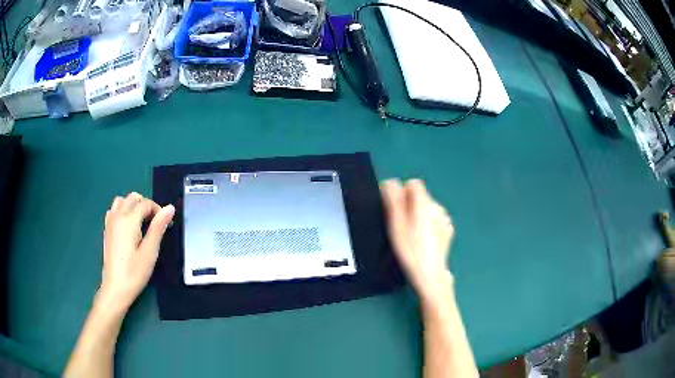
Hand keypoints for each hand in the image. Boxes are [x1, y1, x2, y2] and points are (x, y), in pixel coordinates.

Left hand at [98, 193, 174, 313]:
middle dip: (146, 205)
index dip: (158, 210)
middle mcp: (118, 216)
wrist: (115, 288)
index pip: (145, 203)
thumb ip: (158, 227)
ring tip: (141, 222)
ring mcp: (110, 222)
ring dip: (132, 205)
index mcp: (129, 220)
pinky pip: (114, 210)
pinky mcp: (106, 230)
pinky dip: (122, 210)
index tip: (166, 224)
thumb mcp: (150, 252)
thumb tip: (169, 208)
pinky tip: (127, 226)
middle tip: (155, 223)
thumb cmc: (134, 272)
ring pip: (121, 201)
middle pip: (133, 197)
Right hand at [381, 179, 453, 303]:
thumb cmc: (409, 250)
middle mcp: (437, 206)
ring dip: (419, 214)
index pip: (413, 183)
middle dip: (410, 204)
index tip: (395, 209)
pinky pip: (436, 219)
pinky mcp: (448, 229)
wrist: (430, 274)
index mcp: (424, 203)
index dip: (402, 192)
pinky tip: (424, 239)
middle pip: (421, 196)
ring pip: (428, 207)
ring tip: (412, 234)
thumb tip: (390, 182)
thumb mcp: (395, 225)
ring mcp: (445, 218)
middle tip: (401, 225)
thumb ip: (393, 200)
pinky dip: (429, 223)